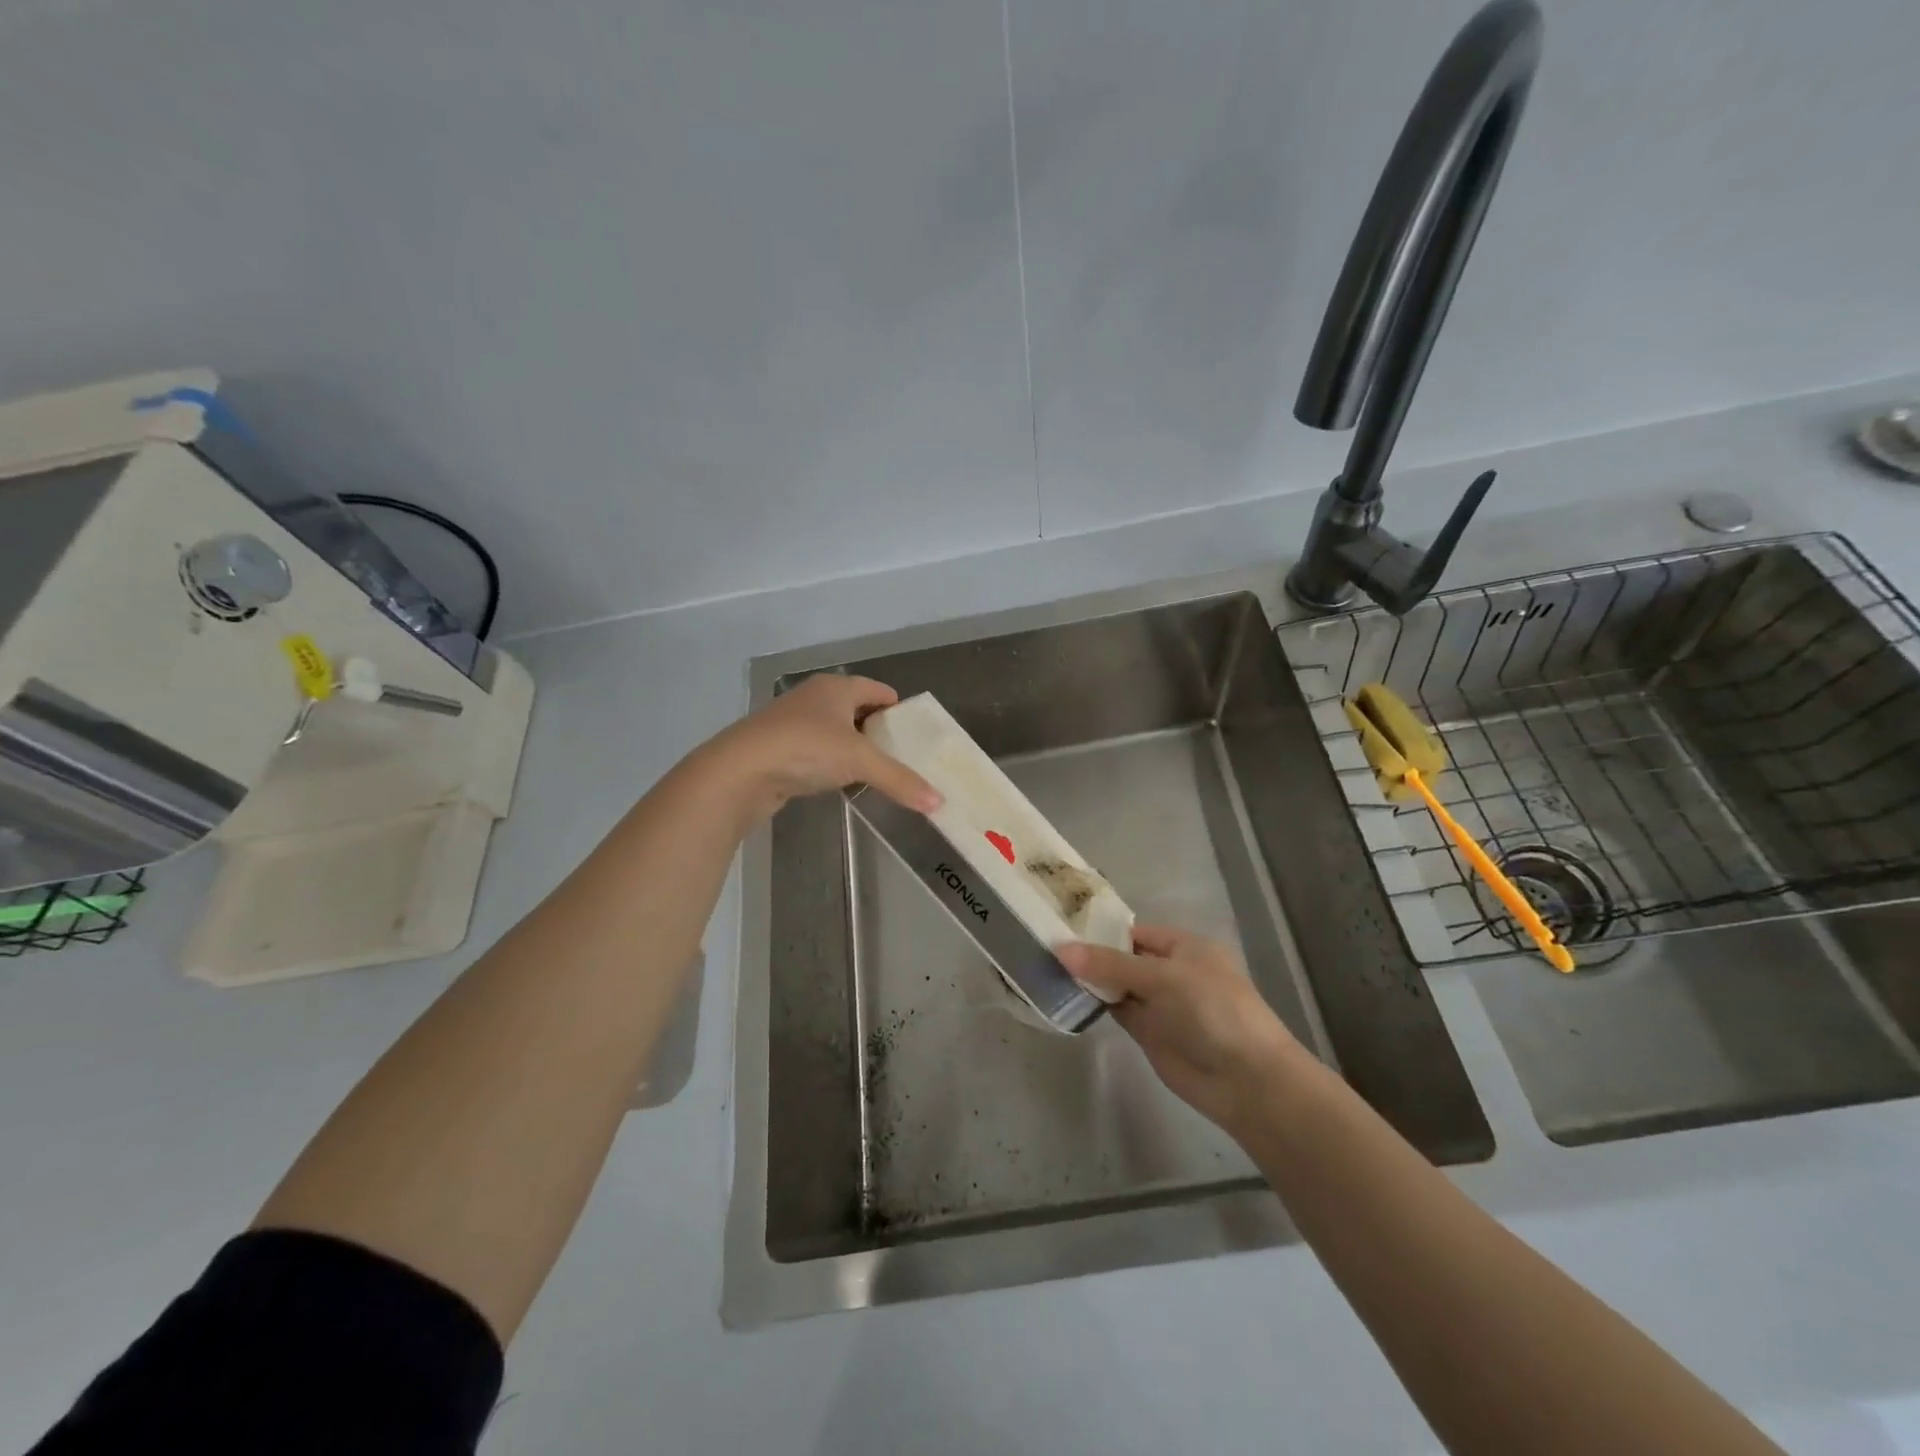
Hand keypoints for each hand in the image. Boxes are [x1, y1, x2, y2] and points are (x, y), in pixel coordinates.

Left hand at [708, 674, 941, 820]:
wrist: (738, 772)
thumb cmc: (805, 749)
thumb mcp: (859, 762)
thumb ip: (900, 780)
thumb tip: (939, 802)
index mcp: (837, 687)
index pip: (878, 690)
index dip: (899, 709)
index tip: (917, 735)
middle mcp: (815, 697)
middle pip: (857, 709)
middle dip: (879, 731)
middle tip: (903, 757)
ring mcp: (793, 722)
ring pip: (835, 731)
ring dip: (854, 748)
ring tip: (876, 772)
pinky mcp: (779, 748)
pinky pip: (817, 750)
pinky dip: (832, 762)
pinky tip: (840, 781)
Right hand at [1059, 927, 1303, 1135]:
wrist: (1246, 1080)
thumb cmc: (1212, 1010)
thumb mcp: (1163, 977)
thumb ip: (1111, 965)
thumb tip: (1060, 949)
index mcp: (1184, 947)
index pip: (1134, 932)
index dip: (1101, 931)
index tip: (1061, 927)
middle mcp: (1170, 971)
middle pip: (1123, 957)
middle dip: (1091, 954)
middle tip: (1044, 945)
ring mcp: (1159, 1003)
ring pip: (1117, 984)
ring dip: (1090, 979)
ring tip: (1046, 966)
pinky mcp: (1149, 1033)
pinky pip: (1118, 1010)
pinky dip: (1096, 1003)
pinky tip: (1068, 995)